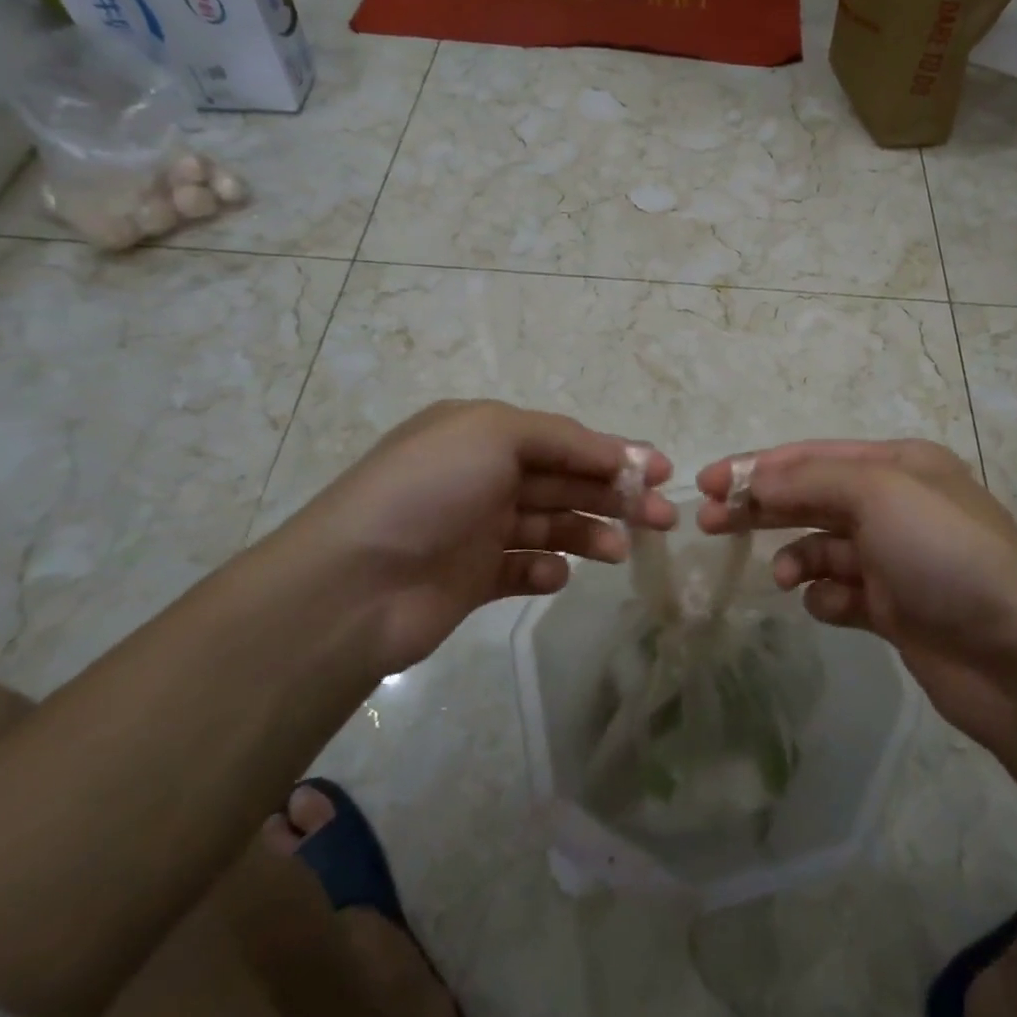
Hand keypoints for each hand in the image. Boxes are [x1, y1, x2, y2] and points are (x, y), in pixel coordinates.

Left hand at [272, 400, 674, 671]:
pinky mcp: (473, 578)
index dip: (615, 453)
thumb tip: (618, 455)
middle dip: (615, 495)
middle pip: (566, 481)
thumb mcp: (495, 433)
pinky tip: (556, 576)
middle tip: (662, 518)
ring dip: (590, 534)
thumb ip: (563, 439)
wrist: (354, 583)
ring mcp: (478, 528)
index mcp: (485, 433)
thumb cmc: (429, 489)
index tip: (661, 472)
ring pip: (552, 525)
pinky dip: (546, 571)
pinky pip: (523, 569)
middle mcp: (484, 475)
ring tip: (619, 552)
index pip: (565, 439)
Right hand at [697, 440, 1016, 746]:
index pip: (811, 456)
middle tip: (709, 522)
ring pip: (822, 546)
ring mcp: (895, 558)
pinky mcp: (894, 608)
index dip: (757, 466)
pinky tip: (829, 607)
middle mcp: (895, 504)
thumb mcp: (879, 493)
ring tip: (785, 577)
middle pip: (810, 497)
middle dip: (762, 507)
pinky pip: (841, 592)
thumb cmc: (945, 554)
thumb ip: (810, 479)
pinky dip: (827, 597)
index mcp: (897, 465)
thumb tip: (755, 480)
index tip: (707, 483)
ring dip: (796, 557)